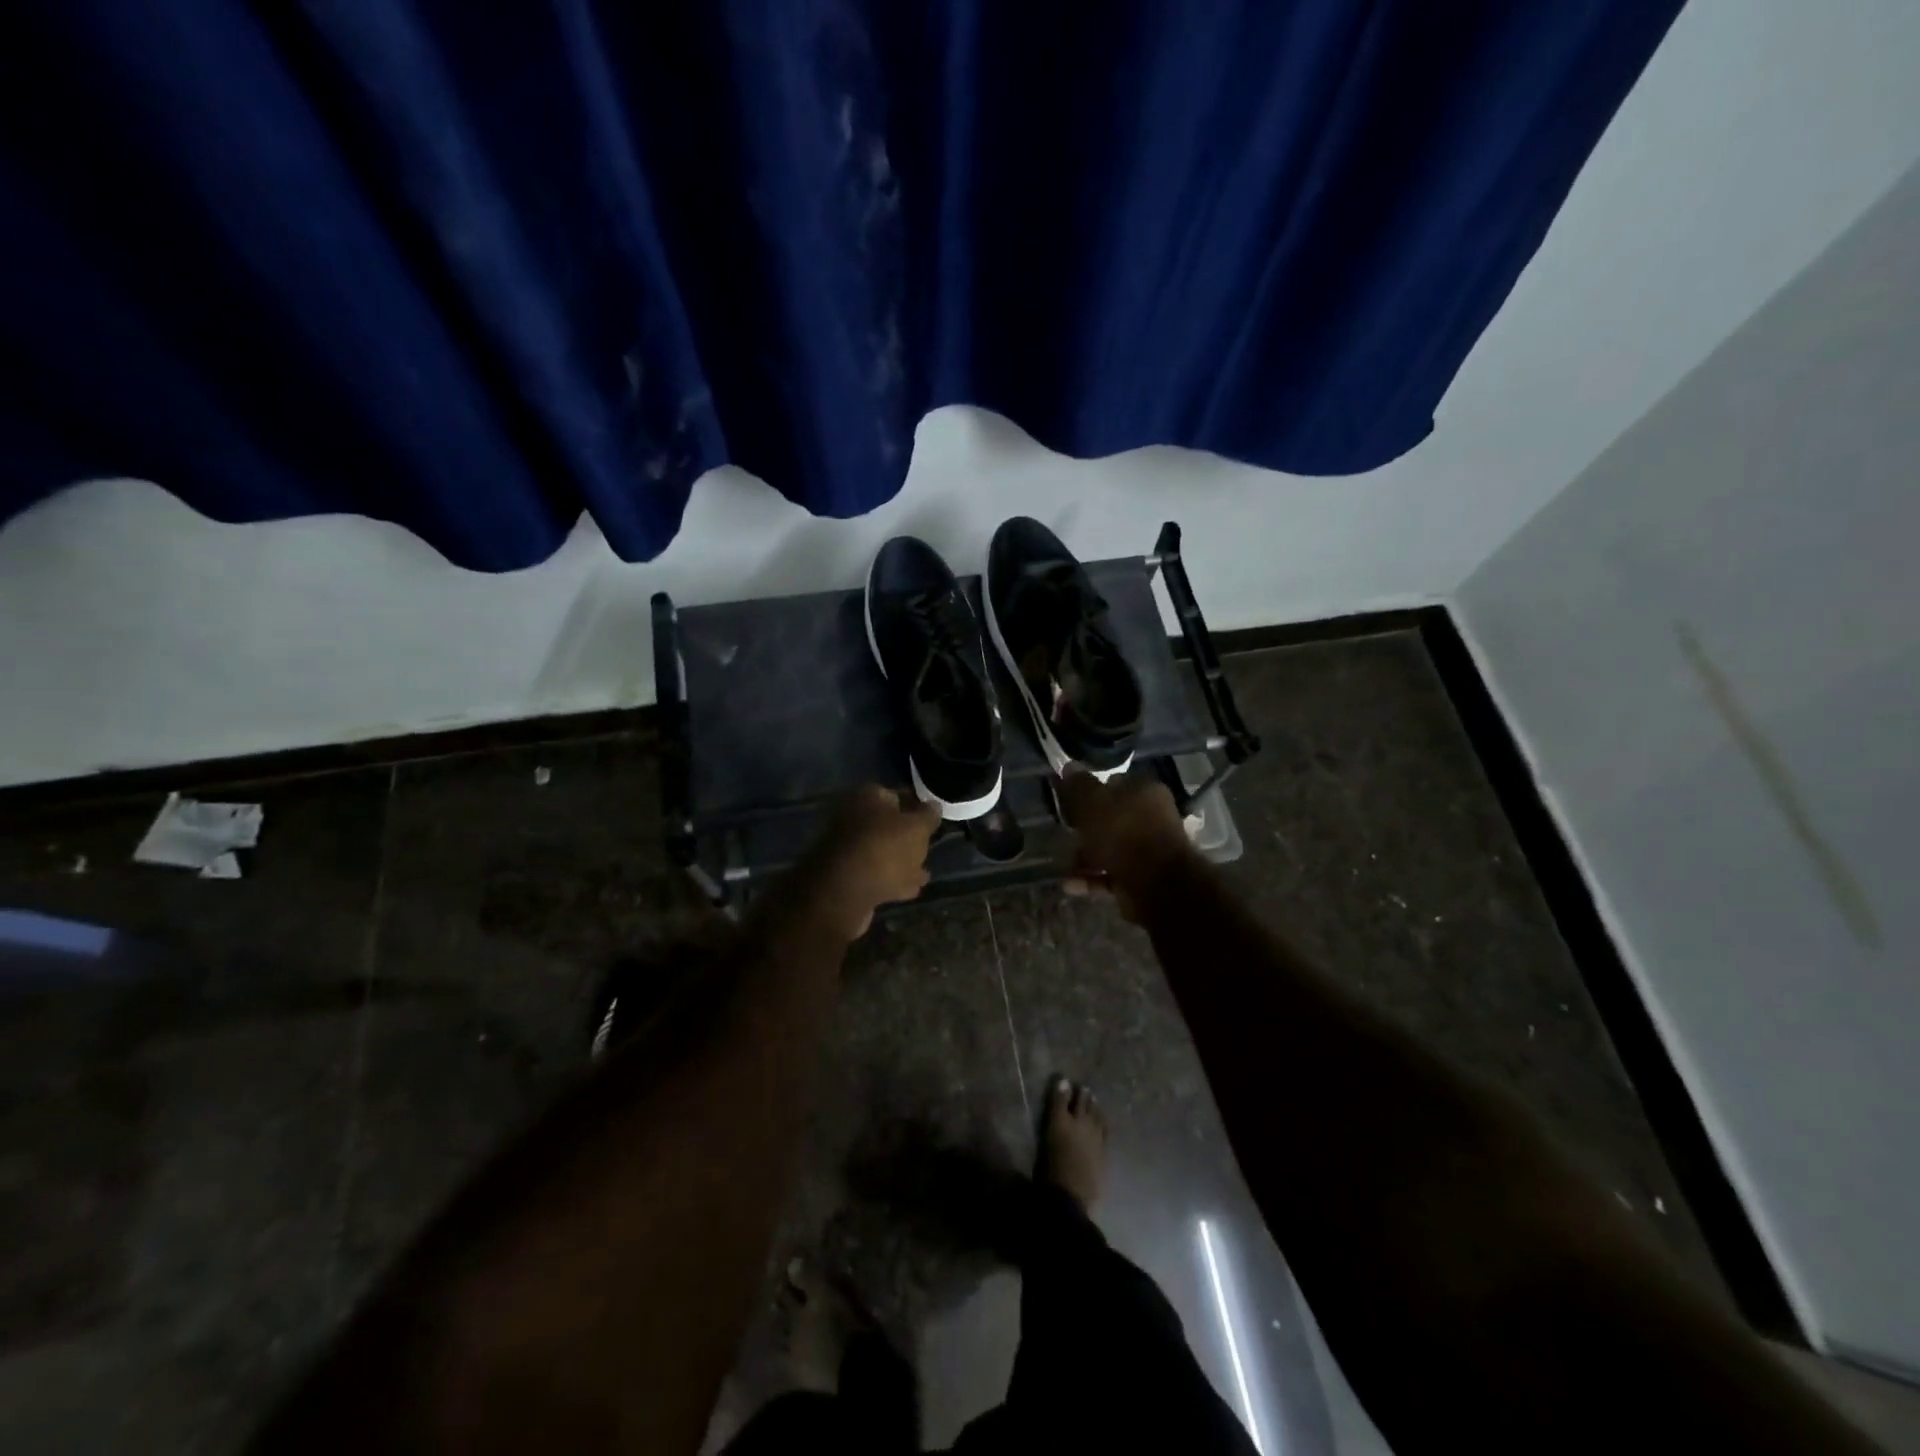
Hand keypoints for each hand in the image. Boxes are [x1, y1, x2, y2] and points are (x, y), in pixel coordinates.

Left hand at [810, 786, 940, 937]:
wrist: (844, 892)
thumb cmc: (884, 849)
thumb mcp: (917, 828)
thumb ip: (928, 816)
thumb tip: (934, 806)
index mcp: (867, 797)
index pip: (897, 794)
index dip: (917, 806)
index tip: (933, 820)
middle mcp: (852, 817)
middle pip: (887, 825)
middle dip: (907, 837)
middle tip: (928, 847)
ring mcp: (847, 848)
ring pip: (882, 851)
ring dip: (902, 861)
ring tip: (925, 873)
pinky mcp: (846, 877)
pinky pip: (876, 874)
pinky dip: (892, 879)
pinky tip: (911, 889)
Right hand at [1055, 769, 1193, 920]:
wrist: (1157, 885)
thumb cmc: (1123, 833)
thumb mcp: (1093, 803)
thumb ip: (1078, 786)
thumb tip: (1068, 766)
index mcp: (1144, 791)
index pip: (1113, 783)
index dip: (1088, 791)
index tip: (1067, 802)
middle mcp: (1151, 817)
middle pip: (1111, 817)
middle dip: (1085, 827)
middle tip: (1064, 832)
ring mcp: (1148, 849)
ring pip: (1110, 847)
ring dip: (1085, 856)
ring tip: (1063, 863)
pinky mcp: (1142, 877)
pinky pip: (1111, 874)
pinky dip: (1091, 878)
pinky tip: (1070, 884)